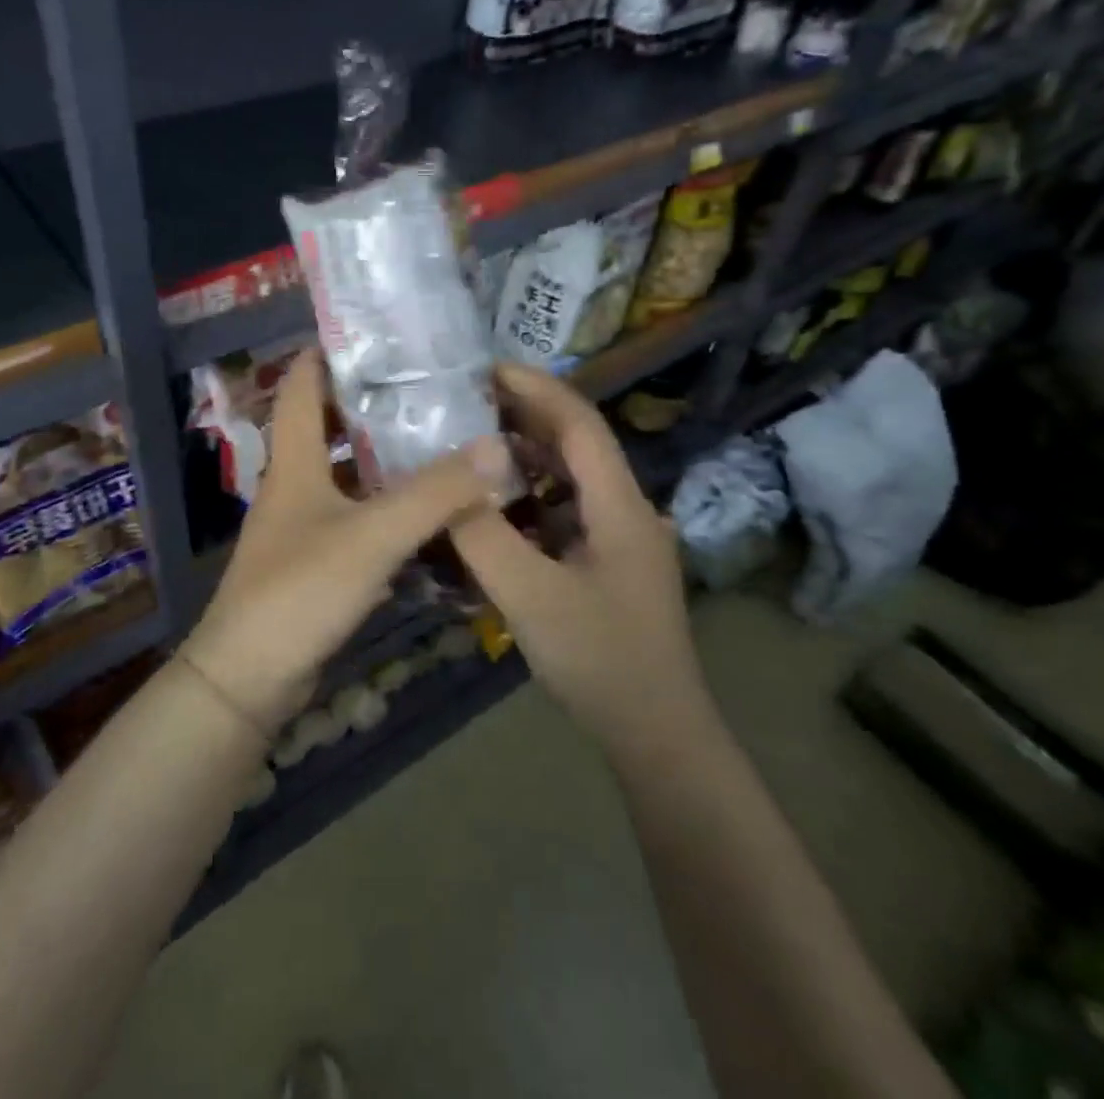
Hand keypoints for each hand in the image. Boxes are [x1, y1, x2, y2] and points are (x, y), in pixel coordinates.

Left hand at [181, 349, 513, 736]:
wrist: (248, 679)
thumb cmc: (299, 591)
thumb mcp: (371, 535)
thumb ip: (434, 492)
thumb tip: (496, 446)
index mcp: (294, 458)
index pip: (302, 382)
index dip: (332, 350)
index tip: (382, 333)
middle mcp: (296, 481)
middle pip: (331, 423)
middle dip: (375, 401)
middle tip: (433, 386)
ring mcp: (305, 522)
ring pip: (350, 472)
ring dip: (388, 455)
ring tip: (443, 437)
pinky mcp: (317, 559)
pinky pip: (359, 516)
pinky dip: (390, 504)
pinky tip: (431, 507)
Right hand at [450, 364, 707, 757]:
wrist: (658, 735)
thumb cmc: (601, 661)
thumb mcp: (531, 597)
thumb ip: (483, 536)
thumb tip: (445, 485)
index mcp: (620, 506)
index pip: (579, 424)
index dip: (535, 388)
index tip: (485, 368)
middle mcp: (627, 510)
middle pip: (576, 444)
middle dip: (523, 416)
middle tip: (464, 403)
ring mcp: (622, 538)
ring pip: (570, 479)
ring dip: (525, 458)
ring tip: (472, 445)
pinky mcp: (610, 563)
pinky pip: (566, 513)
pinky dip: (530, 499)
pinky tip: (495, 508)